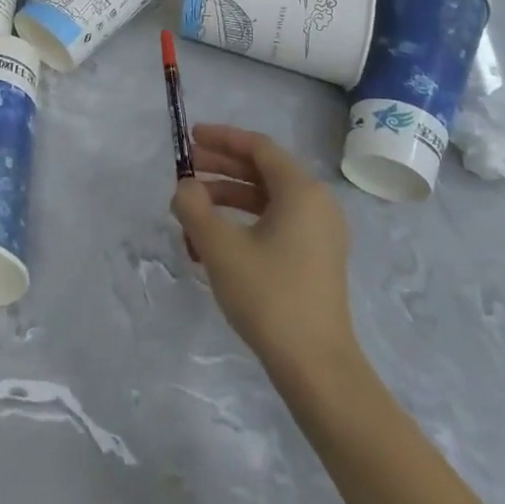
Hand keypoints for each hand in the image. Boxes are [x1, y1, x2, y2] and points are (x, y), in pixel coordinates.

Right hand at [172, 124, 357, 386]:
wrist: (316, 366)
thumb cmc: (269, 296)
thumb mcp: (220, 247)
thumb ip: (194, 207)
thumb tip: (184, 188)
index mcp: (301, 191)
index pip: (259, 147)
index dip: (222, 138)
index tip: (190, 137)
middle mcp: (317, 203)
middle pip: (264, 170)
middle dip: (221, 167)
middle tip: (185, 170)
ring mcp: (320, 233)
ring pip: (268, 199)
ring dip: (228, 197)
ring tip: (192, 209)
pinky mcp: (316, 258)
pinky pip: (276, 223)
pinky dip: (244, 222)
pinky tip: (214, 240)